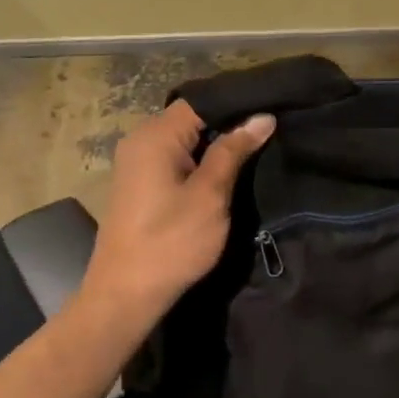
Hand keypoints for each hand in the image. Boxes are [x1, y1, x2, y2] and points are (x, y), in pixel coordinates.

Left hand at [78, 101, 274, 332]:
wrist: (126, 295)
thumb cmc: (171, 242)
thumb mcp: (210, 195)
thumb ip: (234, 151)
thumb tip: (262, 117)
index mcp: (155, 136)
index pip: (202, 101)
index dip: (238, 104)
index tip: (272, 109)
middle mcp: (141, 140)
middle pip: (192, 118)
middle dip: (230, 123)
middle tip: (271, 129)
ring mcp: (137, 162)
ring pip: (186, 139)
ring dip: (217, 144)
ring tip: (258, 146)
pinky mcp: (141, 183)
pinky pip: (176, 157)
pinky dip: (201, 160)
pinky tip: (227, 169)